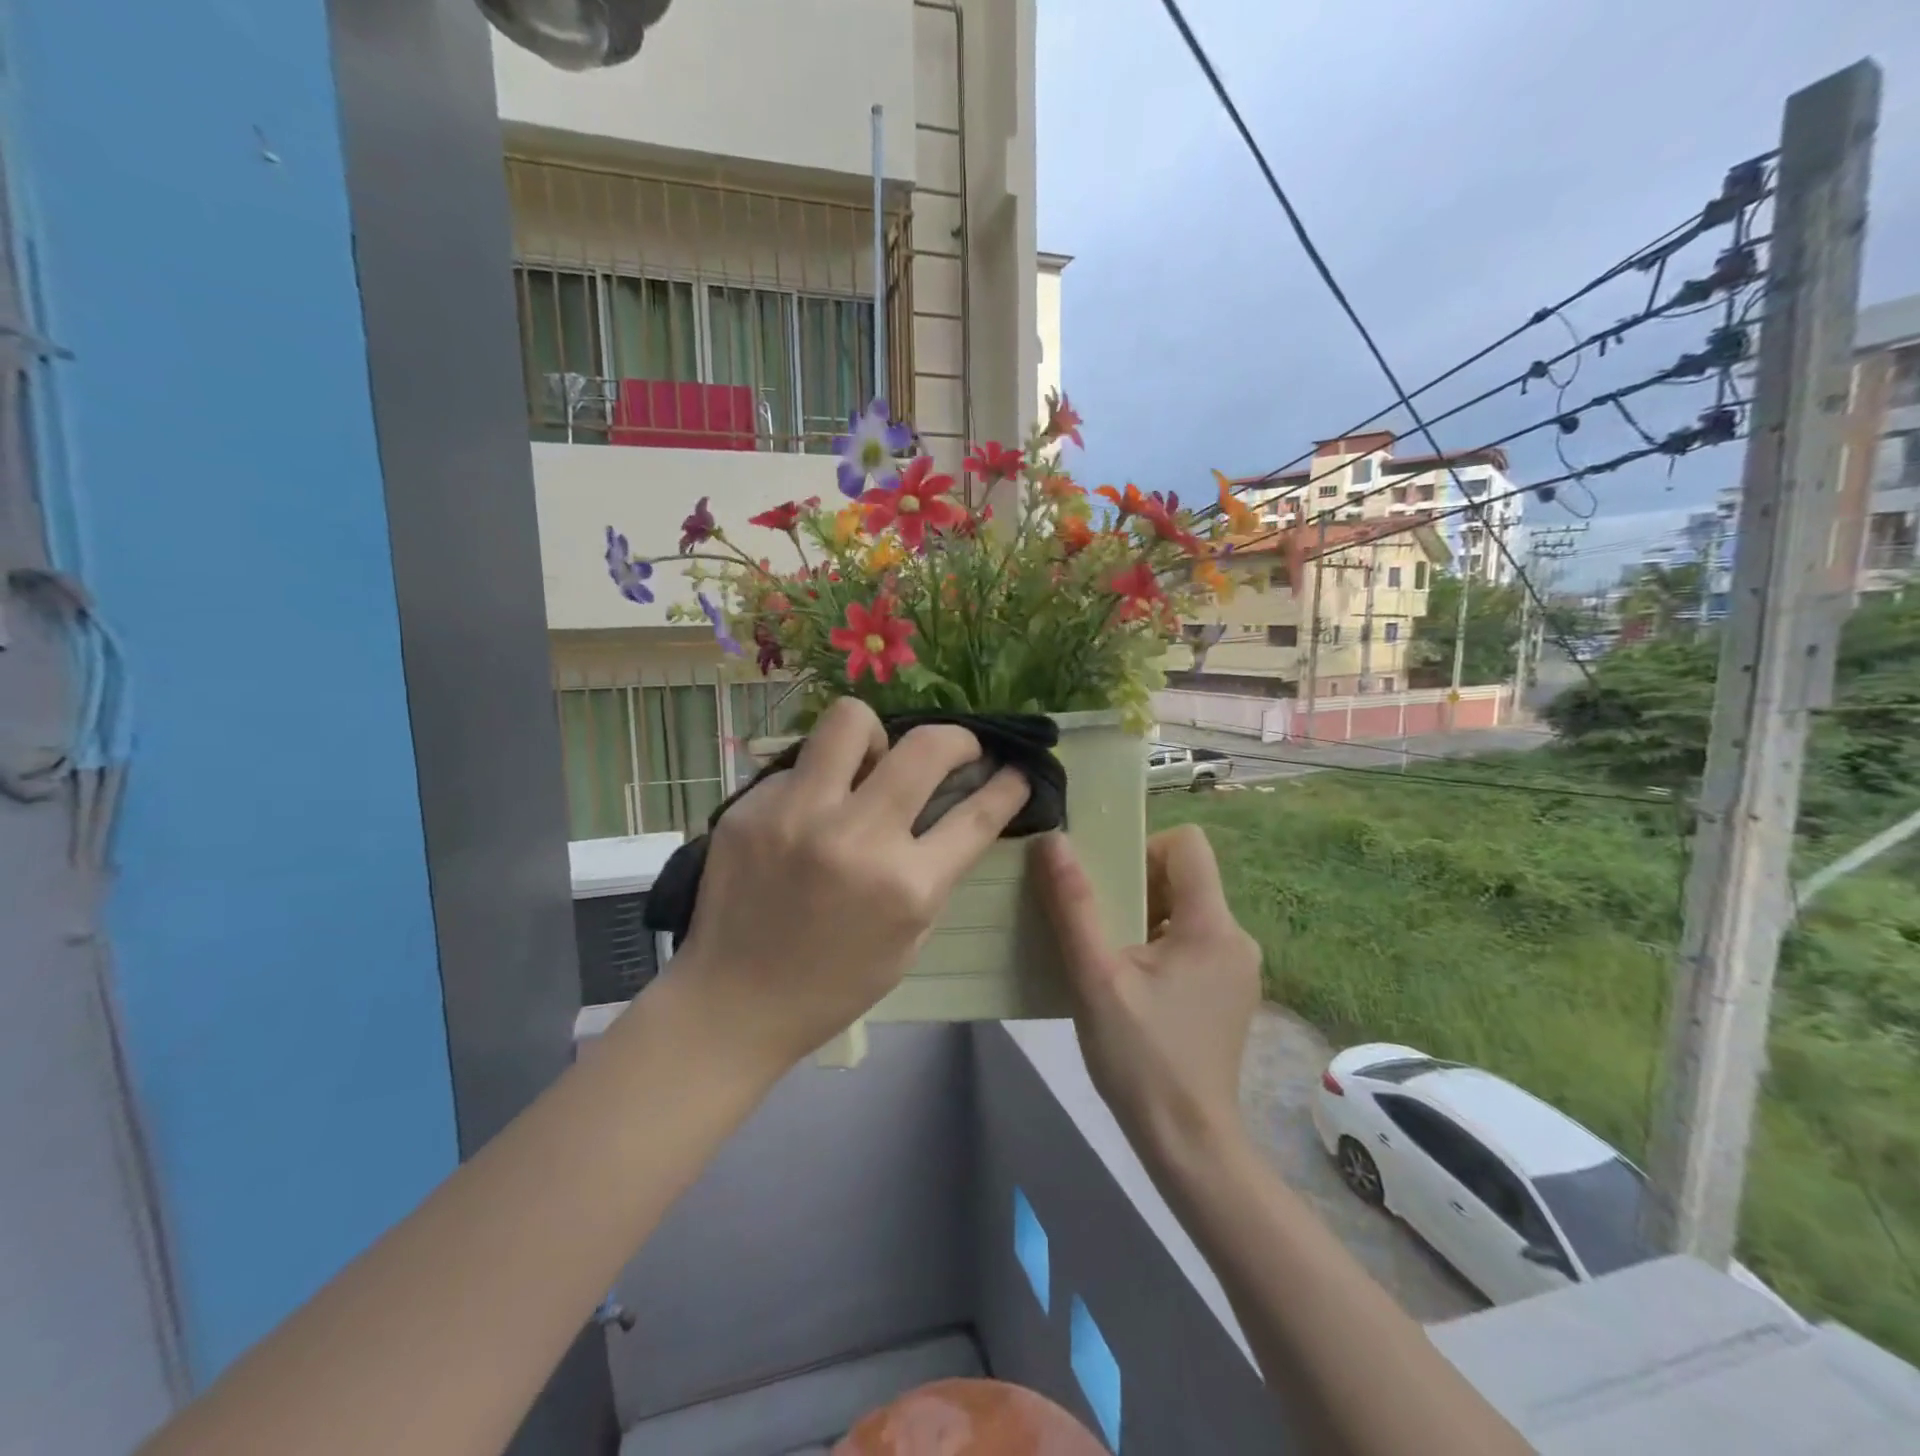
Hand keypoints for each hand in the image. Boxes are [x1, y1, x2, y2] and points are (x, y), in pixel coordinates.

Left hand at [671, 697, 1030, 1074]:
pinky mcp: (750, 807)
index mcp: (905, 885)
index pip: (976, 814)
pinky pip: (800, 765)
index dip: (1007, 786)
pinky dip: (817, 782)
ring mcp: (796, 814)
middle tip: (954, 750)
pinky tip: (807, 815)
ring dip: (876, 737)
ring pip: (851, 720)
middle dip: (958, 739)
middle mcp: (855, 837)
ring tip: (869, 765)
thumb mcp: (908, 938)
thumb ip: (933, 871)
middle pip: (927, 747)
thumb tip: (953, 806)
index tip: (1014, 771)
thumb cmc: (834, 983)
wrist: (733, 1002)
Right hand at [1033, 826, 1262, 1167]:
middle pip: (1184, 877)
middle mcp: (1235, 937)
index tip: (1106, 883)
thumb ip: (1074, 905)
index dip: (1142, 847)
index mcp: (1212, 925)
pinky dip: (1157, 945)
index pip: (1188, 843)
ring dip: (1142, 917)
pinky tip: (1129, 983)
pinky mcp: (1229, 992)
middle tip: (1096, 923)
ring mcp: (1237, 967)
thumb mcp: (1095, 977)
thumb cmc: (1140, 1058)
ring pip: (1185, 910)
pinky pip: (1191, 942)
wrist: (1188, 1142)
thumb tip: (1054, 840)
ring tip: (1106, 955)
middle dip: (1135, 886)